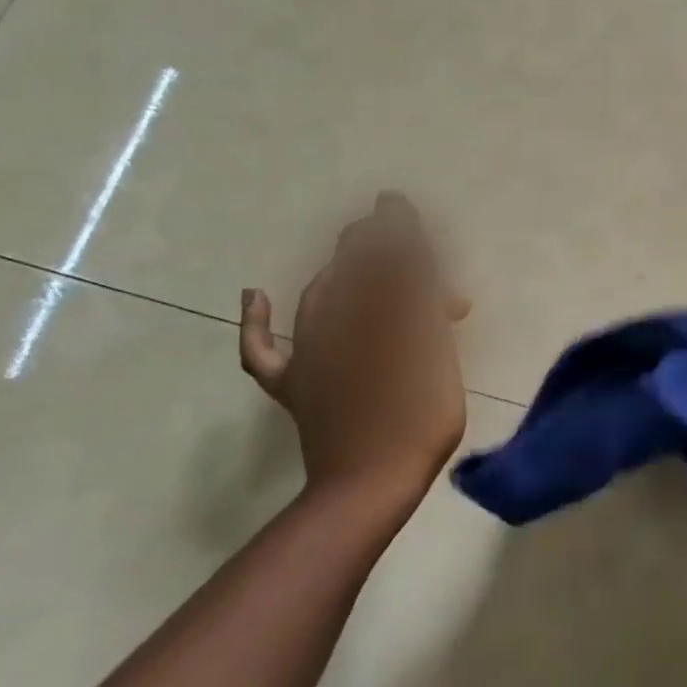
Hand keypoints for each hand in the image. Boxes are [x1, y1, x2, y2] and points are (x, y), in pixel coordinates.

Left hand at [239, 193, 471, 512]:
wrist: (369, 482)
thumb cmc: (418, 414)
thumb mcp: (432, 347)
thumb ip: (419, 297)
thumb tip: (408, 253)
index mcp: (378, 312)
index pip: (385, 256)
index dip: (393, 229)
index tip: (396, 205)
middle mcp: (338, 322)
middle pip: (351, 269)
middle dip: (369, 245)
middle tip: (388, 230)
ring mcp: (311, 354)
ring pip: (319, 295)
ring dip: (338, 272)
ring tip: (354, 260)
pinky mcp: (296, 385)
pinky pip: (265, 349)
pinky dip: (256, 322)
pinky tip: (253, 296)